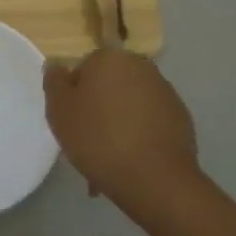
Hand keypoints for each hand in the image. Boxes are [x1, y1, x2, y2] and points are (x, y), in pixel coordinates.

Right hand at [44, 50, 199, 205]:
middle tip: (87, 141)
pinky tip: (131, 161)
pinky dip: (139, 135)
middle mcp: (140, 66)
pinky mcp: (180, 116)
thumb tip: (57, 64)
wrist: (154, 178)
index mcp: (110, 58)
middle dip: (98, 108)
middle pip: (109, 85)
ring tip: (109, 158)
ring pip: (129, 104)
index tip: (72, 122)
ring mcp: (165, 91)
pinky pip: (149, 121)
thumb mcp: (59, 111)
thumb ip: (54, 82)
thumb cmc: (98, 139)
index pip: (84, 68)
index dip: (74, 95)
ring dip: (118, 123)